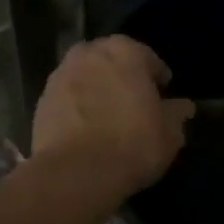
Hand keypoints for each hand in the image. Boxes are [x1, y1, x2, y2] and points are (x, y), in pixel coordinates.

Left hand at [31, 36, 194, 201]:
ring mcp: (60, 76)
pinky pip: (67, 99)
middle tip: (133, 102)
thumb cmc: (132, 144)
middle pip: (110, 61)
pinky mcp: (41, 101)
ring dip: (96, 90)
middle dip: (121, 77)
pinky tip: (85, 129)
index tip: (162, 94)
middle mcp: (88, 54)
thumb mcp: (169, 133)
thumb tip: (182, 107)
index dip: (156, 76)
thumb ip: (176, 114)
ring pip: (85, 77)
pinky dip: (77, 107)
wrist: (76, 173)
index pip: (147, 57)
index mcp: (124, 51)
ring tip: (107, 117)